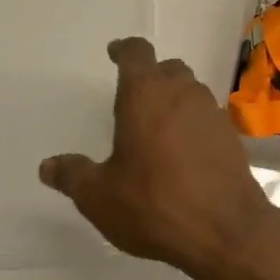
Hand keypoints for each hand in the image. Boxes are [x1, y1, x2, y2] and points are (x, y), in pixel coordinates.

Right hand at [38, 37, 274, 279]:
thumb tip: (48, 166)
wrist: (226, 229)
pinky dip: (193, 124)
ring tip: (157, 128)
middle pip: (166, 69)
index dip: (124, 50)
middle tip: (133, 100)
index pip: (136, 52)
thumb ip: (73, 175)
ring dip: (174, 100)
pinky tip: (183, 153)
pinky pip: (206, 117)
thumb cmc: (154, 203)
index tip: (115, 53)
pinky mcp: (231, 136)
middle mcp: (182, 92)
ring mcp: (211, 112)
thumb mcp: (100, 196)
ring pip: (190, 91)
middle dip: (150, 78)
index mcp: (145, 93)